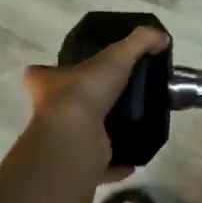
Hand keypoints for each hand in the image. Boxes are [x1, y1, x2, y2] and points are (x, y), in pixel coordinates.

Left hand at [23, 25, 170, 177]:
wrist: (76, 137)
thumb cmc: (86, 90)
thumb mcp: (117, 55)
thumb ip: (140, 41)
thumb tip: (162, 37)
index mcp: (48, 84)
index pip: (39, 74)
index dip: (48, 71)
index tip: (64, 69)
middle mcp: (51, 113)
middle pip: (61, 106)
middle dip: (82, 103)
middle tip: (109, 96)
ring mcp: (65, 141)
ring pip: (82, 136)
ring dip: (100, 132)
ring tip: (127, 123)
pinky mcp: (81, 163)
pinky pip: (101, 165)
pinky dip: (116, 164)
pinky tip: (134, 158)